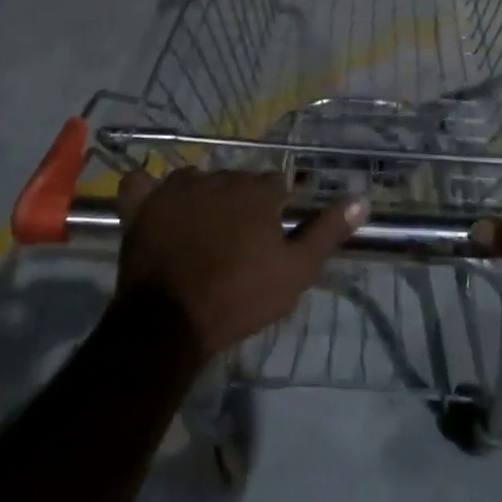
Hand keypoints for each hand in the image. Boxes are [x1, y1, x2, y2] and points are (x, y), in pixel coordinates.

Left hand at [113, 168, 365, 359]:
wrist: (171, 323)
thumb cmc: (240, 297)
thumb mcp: (296, 271)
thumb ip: (327, 231)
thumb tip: (361, 198)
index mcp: (257, 191)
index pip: (275, 184)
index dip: (275, 208)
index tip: (271, 234)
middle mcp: (219, 178)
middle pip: (236, 180)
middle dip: (240, 203)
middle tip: (237, 241)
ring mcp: (176, 188)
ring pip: (196, 180)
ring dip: (201, 197)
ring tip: (200, 232)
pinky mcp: (141, 204)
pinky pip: (141, 182)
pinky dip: (147, 190)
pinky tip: (153, 204)